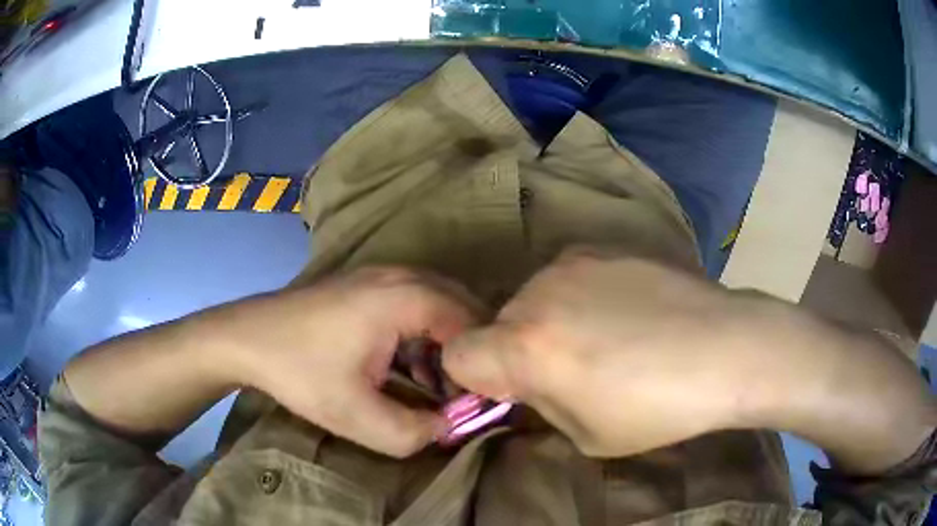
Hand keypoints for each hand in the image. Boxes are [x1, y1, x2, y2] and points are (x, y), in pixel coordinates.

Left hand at [224, 267, 482, 456]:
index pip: (471, 326)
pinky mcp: (367, 284)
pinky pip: (416, 303)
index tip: (479, 403)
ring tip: (439, 387)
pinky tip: (410, 367)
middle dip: (469, 354)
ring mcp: (382, 275)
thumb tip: (449, 427)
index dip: (481, 366)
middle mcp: (402, 276)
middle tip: (466, 393)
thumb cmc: (301, 373)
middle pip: (461, 309)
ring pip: (439, 305)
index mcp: (406, 298)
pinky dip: (425, 334)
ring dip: (447, 345)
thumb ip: (414, 433)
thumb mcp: (358, 417)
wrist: (247, 339)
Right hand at [442, 249, 756, 456]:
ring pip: (534, 298)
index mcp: (527, 347)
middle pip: (499, 325)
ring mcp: (573, 262)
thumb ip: (542, 405)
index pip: (456, 355)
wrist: (727, 347)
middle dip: (520, 350)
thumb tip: (530, 385)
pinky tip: (628, 311)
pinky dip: (581, 296)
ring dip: (551, 320)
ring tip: (608, 337)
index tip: (512, 391)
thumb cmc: (659, 407)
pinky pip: (570, 276)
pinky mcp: (605, 246)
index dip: (476, 378)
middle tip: (572, 370)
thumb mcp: (585, 434)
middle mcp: (538, 293)